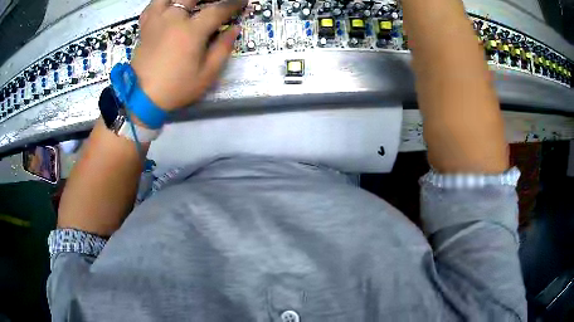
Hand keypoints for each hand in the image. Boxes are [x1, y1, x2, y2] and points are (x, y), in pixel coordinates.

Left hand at [131, 0, 245, 110]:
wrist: (142, 98)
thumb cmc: (176, 87)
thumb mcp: (207, 74)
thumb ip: (223, 48)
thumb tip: (235, 29)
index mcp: (192, 30)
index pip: (218, 9)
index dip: (234, 4)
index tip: (243, 1)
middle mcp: (173, 19)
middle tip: (217, 1)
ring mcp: (156, 21)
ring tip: (190, 3)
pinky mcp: (144, 27)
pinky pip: (151, 6)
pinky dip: (161, 2)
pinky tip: (167, 5)